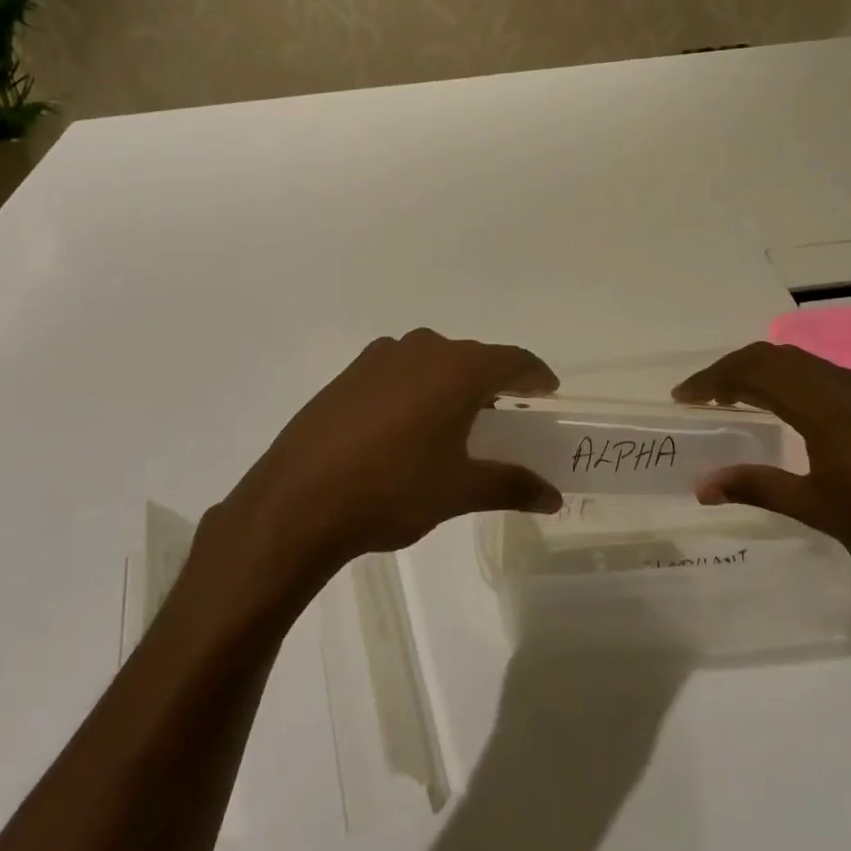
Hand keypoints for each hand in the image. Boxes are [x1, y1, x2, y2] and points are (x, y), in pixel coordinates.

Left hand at [219, 329, 563, 587]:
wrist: (297, 501)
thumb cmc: (393, 490)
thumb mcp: (459, 491)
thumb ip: (511, 485)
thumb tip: (552, 497)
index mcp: (458, 369)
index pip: (513, 360)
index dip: (535, 376)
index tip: (548, 391)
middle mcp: (422, 349)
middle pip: (473, 359)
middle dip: (494, 384)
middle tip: (506, 417)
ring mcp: (380, 357)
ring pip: (434, 362)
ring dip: (453, 384)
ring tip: (456, 424)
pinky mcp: (350, 373)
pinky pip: (400, 371)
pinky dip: (418, 389)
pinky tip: (408, 426)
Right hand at [673, 342, 850, 605]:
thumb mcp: (817, 509)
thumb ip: (757, 488)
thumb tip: (702, 486)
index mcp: (822, 405)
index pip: (753, 372)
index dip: (711, 380)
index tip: (682, 397)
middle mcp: (844, 386)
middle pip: (774, 356)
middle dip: (732, 369)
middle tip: (703, 396)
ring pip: (802, 362)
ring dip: (763, 372)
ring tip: (738, 400)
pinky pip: (825, 375)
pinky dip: (792, 381)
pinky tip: (791, 412)